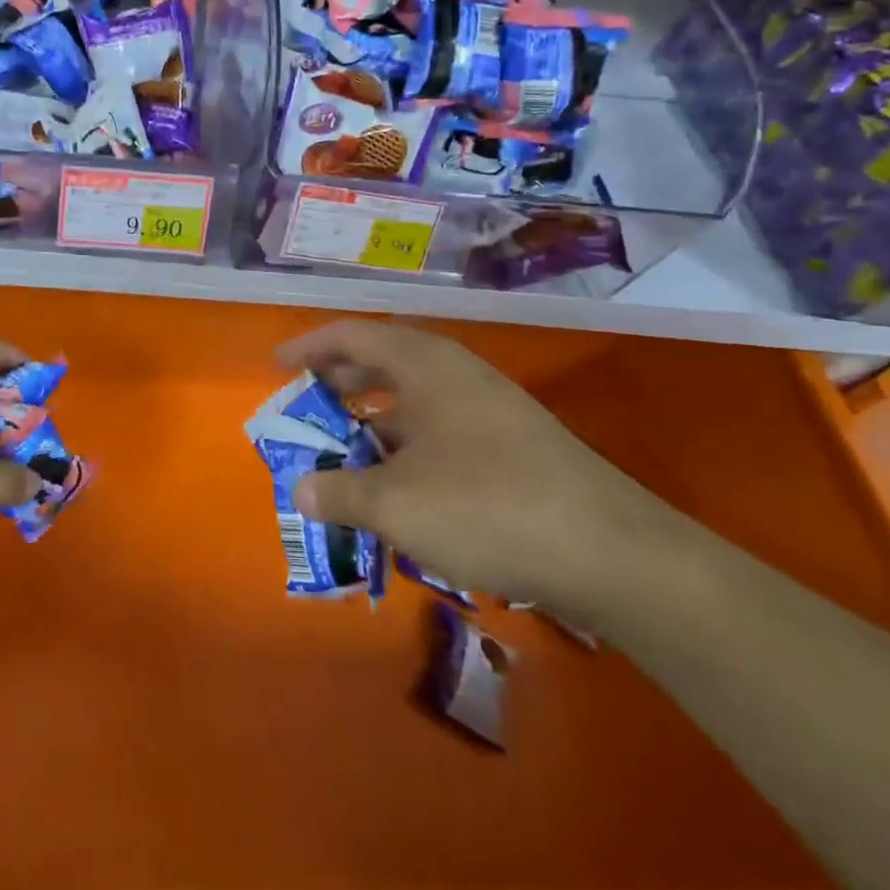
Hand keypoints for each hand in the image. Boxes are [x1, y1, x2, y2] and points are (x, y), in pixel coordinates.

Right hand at [281, 320, 669, 608]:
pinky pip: (440, 429)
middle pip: (383, 361)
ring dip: (373, 419)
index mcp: (424, 365)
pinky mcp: (512, 445)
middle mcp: (456, 374)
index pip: (352, 335)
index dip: (309, 346)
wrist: (612, 553)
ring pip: (413, 399)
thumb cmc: (487, 507)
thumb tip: (302, 489)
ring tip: (344, 449)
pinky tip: (399, 486)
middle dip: (339, 382)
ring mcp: (489, 408)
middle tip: (306, 406)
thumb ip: (339, 493)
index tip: (277, 365)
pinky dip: (406, 446)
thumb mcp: (395, 503)